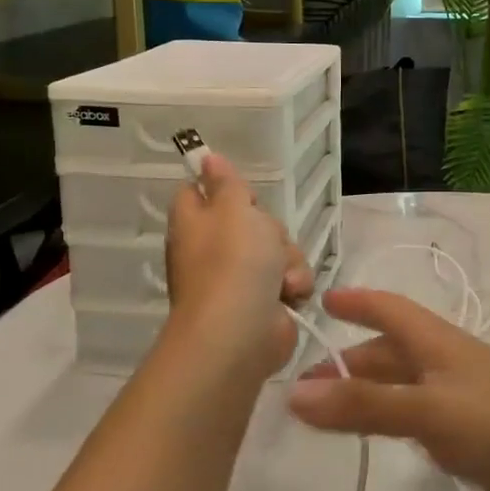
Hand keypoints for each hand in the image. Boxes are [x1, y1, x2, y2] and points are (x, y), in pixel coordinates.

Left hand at [161, 154, 313, 384]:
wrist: (241, 332)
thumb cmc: (233, 263)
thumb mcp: (233, 209)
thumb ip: (225, 183)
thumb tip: (206, 158)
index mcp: (196, 224)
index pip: (199, 193)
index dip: (222, 189)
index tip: (243, 194)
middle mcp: (214, 250)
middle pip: (253, 221)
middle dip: (272, 230)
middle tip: (266, 240)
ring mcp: (240, 278)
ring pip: (279, 250)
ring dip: (289, 260)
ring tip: (281, 278)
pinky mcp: (266, 302)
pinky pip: (290, 278)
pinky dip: (294, 286)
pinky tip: (289, 295)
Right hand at [287, 288, 489, 490]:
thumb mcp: (425, 410)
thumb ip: (364, 404)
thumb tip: (296, 394)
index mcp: (438, 341)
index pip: (390, 309)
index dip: (357, 302)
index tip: (321, 301)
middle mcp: (444, 359)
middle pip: (389, 348)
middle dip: (348, 360)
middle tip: (303, 385)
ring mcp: (456, 392)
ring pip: (399, 380)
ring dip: (363, 388)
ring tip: (325, 410)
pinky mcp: (463, 425)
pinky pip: (412, 408)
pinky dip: (385, 411)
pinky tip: (372, 429)